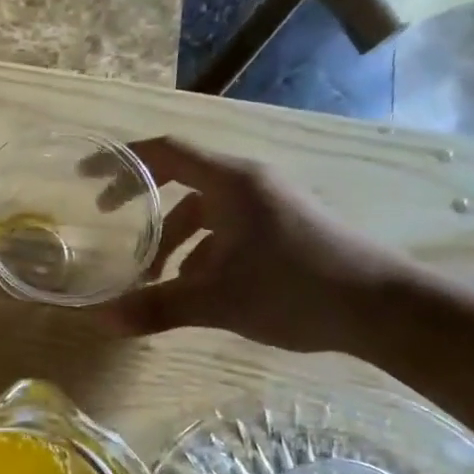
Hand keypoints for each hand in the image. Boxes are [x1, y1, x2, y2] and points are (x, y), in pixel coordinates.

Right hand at [98, 138, 416, 353]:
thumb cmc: (295, 289)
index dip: (125, 162)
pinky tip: (198, 288)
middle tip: (111, 228)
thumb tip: (102, 321)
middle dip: (145, 209)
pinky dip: (204, 251)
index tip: (90, 178)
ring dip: (175, 240)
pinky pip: (229, 229)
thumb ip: (157, 307)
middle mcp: (250, 184)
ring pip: (206, 212)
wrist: (384, 308)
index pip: (167, 152)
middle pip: (183, 183)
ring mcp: (271, 205)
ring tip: (154, 278)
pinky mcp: (285, 228)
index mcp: (231, 183)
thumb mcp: (217, 300)